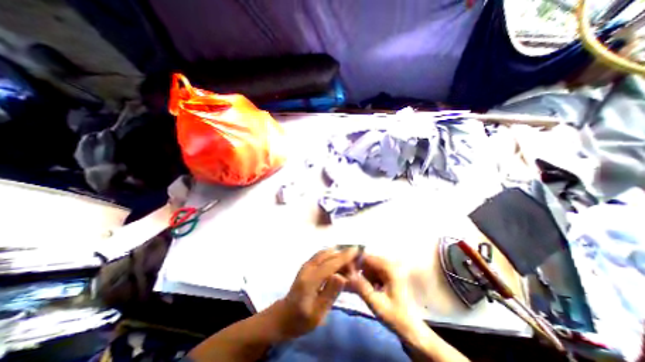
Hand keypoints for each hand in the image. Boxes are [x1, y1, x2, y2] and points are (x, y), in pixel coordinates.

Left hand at [270, 248, 360, 339]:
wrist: (284, 317)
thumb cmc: (302, 319)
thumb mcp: (318, 314)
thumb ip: (330, 293)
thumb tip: (341, 275)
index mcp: (310, 279)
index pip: (331, 264)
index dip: (344, 256)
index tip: (356, 250)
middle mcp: (308, 267)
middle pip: (328, 255)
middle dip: (343, 255)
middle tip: (356, 261)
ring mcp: (306, 265)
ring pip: (325, 253)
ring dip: (337, 254)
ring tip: (349, 263)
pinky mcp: (307, 266)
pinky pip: (321, 255)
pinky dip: (332, 255)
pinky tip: (338, 262)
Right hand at [348, 255, 424, 335]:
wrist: (412, 331)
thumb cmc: (395, 317)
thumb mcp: (375, 303)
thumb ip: (361, 287)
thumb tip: (347, 274)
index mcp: (390, 269)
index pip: (368, 258)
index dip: (355, 262)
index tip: (344, 270)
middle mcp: (391, 266)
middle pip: (369, 261)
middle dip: (359, 269)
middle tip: (350, 281)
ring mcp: (392, 270)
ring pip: (371, 266)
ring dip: (364, 275)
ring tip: (359, 287)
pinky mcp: (391, 276)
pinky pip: (375, 272)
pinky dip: (369, 278)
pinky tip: (369, 289)